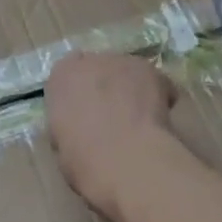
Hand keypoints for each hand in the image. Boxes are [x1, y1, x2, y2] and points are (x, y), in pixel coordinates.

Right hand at [45, 53, 177, 221]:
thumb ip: (69, 123)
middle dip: (105, 88)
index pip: (68, 75)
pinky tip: (160, 121)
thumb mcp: (62, 145)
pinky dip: (157, 96)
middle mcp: (89, 60)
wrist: (126, 161)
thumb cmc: (85, 161)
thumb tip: (81, 126)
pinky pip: (154, 81)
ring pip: (127, 72)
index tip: (86, 113)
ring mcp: (122, 62)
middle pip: (99, 69)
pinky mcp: (150, 70)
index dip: (80, 94)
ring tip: (140, 122)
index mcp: (61, 77)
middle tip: (114, 118)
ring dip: (131, 90)